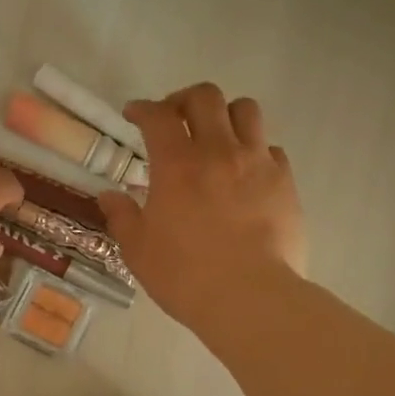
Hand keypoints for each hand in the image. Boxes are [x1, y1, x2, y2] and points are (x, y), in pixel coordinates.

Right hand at [96, 84, 307, 333]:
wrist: (250, 298)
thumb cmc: (184, 275)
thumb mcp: (138, 250)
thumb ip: (122, 217)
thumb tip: (109, 196)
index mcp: (177, 165)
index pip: (158, 116)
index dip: (142, 108)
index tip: (133, 115)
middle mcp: (219, 152)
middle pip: (205, 97)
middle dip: (183, 100)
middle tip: (173, 118)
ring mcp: (257, 163)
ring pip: (245, 110)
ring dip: (224, 115)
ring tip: (214, 135)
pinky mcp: (285, 182)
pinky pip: (270, 147)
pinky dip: (254, 149)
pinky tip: (244, 171)